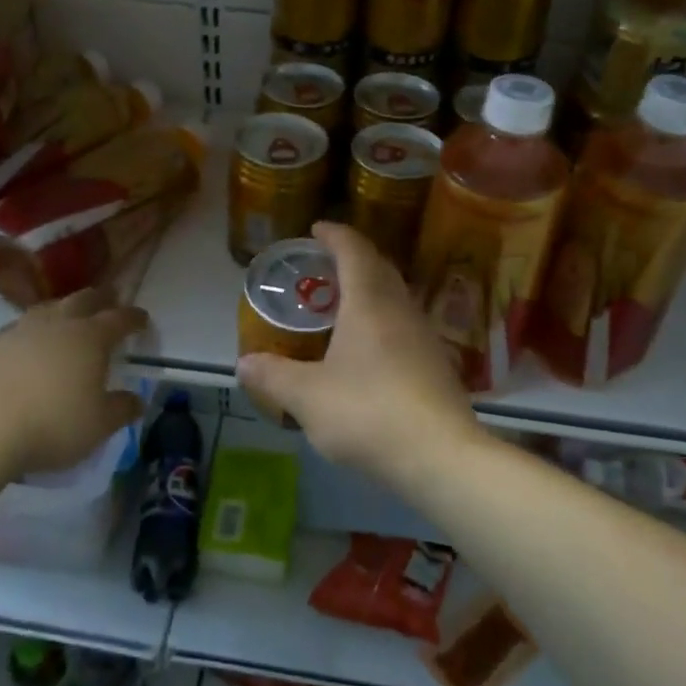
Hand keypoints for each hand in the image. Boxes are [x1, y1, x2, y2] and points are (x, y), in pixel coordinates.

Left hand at [0, 289, 148, 479]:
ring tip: (69, 317)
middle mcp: (58, 324)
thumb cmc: (51, 425)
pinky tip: (30, 345)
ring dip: (64, 309)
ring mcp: (21, 330)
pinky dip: (33, 331)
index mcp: (91, 337)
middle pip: (84, 299)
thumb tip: (136, 400)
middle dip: (101, 299)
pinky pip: (20, 327)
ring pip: (49, 308)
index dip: (134, 318)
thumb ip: (121, 410)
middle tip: (110, 301)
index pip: (120, 319)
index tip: (143, 319)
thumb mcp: (98, 426)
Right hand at [237, 222, 478, 483]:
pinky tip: (369, 350)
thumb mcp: (307, 397)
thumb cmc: (368, 413)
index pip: (353, 250)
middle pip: (379, 268)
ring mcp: (424, 336)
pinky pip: (404, 325)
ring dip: (370, 290)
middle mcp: (401, 309)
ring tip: (342, 305)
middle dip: (352, 258)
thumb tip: (244, 363)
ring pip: (395, 297)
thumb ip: (273, 376)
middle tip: (325, 265)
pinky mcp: (437, 364)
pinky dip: (383, 320)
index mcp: (369, 303)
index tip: (316, 229)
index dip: (334, 234)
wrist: (440, 456)